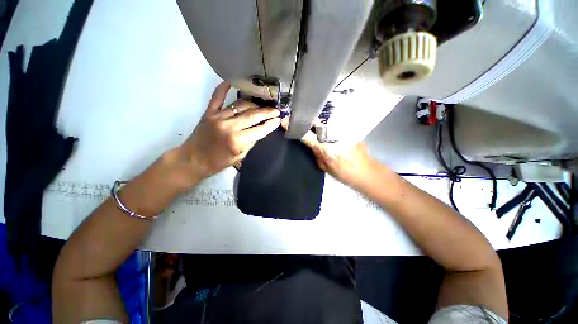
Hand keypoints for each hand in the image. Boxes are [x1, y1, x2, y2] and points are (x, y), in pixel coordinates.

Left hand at [180, 82, 280, 179]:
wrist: (193, 160)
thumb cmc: (218, 162)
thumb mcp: (240, 157)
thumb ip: (250, 142)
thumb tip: (260, 130)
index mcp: (237, 141)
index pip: (260, 130)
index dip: (271, 124)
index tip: (279, 119)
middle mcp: (229, 126)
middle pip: (253, 115)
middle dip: (267, 112)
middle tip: (276, 110)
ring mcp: (218, 117)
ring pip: (240, 105)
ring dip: (253, 104)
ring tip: (261, 104)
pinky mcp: (209, 112)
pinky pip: (217, 96)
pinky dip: (224, 88)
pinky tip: (233, 81)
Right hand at [292, 123, 377, 190]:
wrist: (365, 171)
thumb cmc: (343, 172)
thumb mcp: (324, 165)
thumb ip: (315, 152)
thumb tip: (309, 143)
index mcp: (323, 145)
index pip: (304, 133)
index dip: (294, 127)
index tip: (285, 121)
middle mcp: (331, 133)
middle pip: (315, 121)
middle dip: (306, 120)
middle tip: (300, 120)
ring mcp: (341, 129)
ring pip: (325, 120)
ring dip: (318, 120)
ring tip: (313, 121)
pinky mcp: (349, 128)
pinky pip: (335, 122)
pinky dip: (329, 123)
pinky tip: (328, 127)